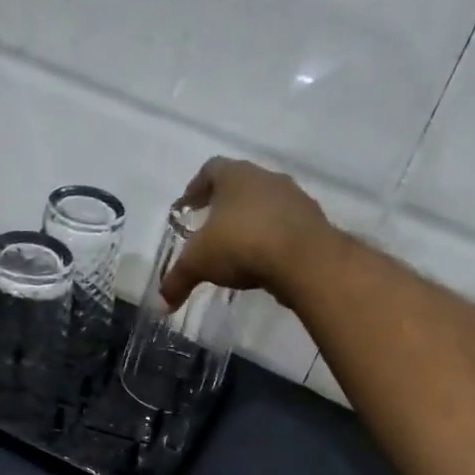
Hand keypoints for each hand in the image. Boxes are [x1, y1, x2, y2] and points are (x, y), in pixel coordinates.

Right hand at [159, 157, 335, 309]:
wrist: (305, 259)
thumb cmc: (242, 244)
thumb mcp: (199, 263)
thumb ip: (177, 280)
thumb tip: (160, 305)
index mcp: (235, 175)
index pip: (210, 169)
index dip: (195, 188)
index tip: (186, 207)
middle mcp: (266, 178)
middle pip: (240, 185)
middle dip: (223, 206)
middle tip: (209, 228)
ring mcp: (294, 198)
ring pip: (265, 205)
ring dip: (250, 222)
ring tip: (237, 248)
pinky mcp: (313, 223)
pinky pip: (285, 227)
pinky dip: (271, 239)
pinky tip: (262, 261)